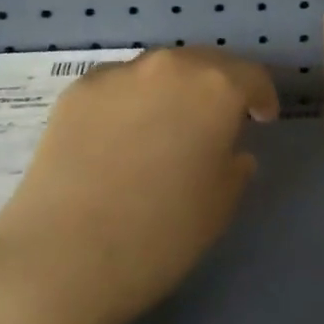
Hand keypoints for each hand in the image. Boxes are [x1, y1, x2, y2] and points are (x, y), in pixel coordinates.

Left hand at [0, 49, 277, 323]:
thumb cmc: (159, 236)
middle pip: (205, 63)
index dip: (262, 98)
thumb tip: (229, 149)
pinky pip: (118, 87)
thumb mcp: (220, 205)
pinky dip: (130, 102)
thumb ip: (235, 164)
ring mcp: (119, 73)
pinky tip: (119, 139)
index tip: (261, 120)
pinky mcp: (77, 90)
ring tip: (165, 128)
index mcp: (216, 87)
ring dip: (172, 91)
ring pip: (159, 72)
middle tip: (215, 121)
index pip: (252, 77)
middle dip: (217, 87)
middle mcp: (170, 66)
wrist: (61, 259)